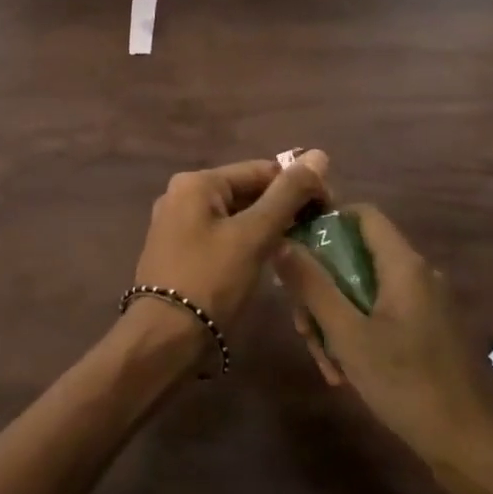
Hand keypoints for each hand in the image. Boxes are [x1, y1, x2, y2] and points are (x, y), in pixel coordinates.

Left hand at [132, 151, 330, 330]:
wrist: (164, 339)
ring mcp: (176, 224)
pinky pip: (221, 235)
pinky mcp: (178, 251)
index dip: (298, 186)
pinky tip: (267, 260)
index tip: (328, 210)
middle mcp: (181, 195)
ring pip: (234, 215)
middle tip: (316, 231)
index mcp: (196, 182)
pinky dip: (245, 242)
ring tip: (297, 246)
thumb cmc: (211, 280)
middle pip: (246, 191)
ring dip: (266, 227)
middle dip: (282, 207)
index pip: (261, 170)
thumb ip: (287, 195)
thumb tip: (319, 154)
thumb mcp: (254, 235)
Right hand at [276, 203, 492, 474]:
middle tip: (303, 328)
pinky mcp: (429, 330)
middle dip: (322, 289)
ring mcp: (426, 304)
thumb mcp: (347, 335)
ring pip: (365, 291)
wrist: (469, 448)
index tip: (295, 250)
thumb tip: (282, 241)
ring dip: (337, 319)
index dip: (326, 222)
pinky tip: (346, 372)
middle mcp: (418, 274)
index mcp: (404, 265)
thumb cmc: (405, 384)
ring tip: (325, 363)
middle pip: (357, 258)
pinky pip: (383, 314)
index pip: (363, 214)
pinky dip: (359, 333)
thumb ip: (312, 285)